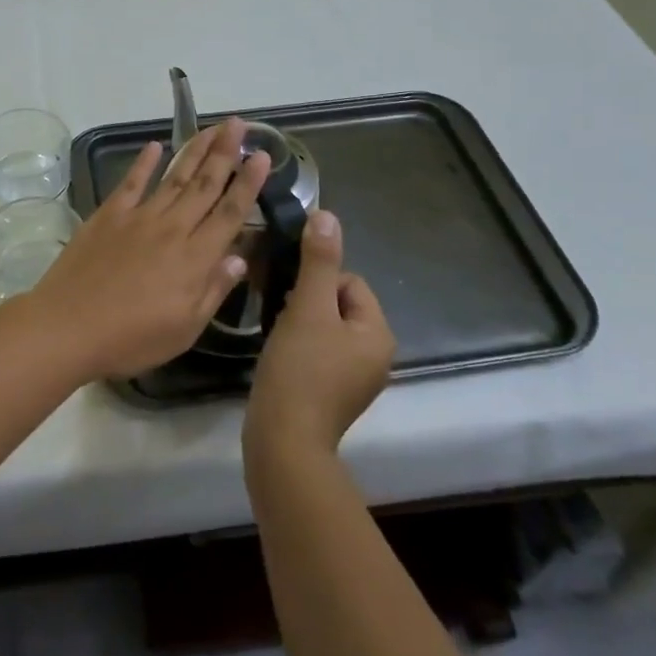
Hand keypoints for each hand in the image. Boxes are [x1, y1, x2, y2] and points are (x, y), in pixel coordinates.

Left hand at [22, 119, 271, 380]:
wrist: (68, 325)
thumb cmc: (130, 338)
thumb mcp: (184, 329)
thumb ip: (213, 290)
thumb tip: (240, 257)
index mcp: (195, 258)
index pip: (230, 213)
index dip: (248, 183)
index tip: (263, 156)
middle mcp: (172, 229)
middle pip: (204, 185)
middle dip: (225, 153)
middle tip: (238, 124)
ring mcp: (137, 218)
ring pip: (173, 177)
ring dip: (194, 150)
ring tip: (211, 128)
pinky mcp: (108, 216)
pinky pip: (130, 182)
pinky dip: (143, 162)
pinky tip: (155, 146)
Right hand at [244, 210, 395, 458]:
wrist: (284, 440)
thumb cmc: (300, 370)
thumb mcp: (307, 308)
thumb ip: (317, 261)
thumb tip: (327, 215)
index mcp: (378, 333)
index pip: (349, 281)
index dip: (315, 281)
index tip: (291, 300)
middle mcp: (375, 355)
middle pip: (338, 304)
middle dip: (306, 302)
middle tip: (281, 316)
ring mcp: (355, 378)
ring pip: (325, 328)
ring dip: (300, 323)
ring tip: (277, 335)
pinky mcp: (333, 394)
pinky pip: (319, 352)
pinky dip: (299, 347)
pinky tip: (279, 356)